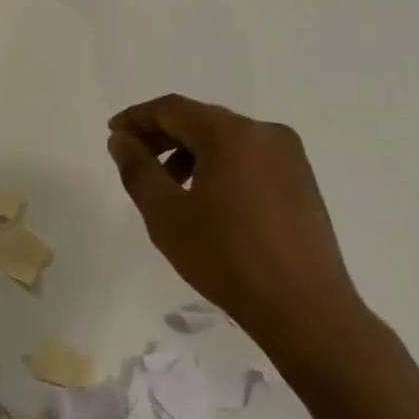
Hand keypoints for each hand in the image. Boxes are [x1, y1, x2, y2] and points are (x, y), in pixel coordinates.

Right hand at [108, 95, 380, 380]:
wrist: (305, 309)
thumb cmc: (226, 258)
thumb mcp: (166, 215)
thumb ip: (138, 169)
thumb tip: (121, 139)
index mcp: (231, 133)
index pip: (172, 108)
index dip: (137, 118)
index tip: (114, 134)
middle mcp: (264, 132)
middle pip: (200, 120)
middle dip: (163, 136)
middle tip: (134, 161)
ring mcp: (289, 155)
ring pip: (226, 139)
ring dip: (190, 153)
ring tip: (170, 188)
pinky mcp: (302, 179)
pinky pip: (249, 157)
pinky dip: (219, 165)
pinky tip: (208, 200)